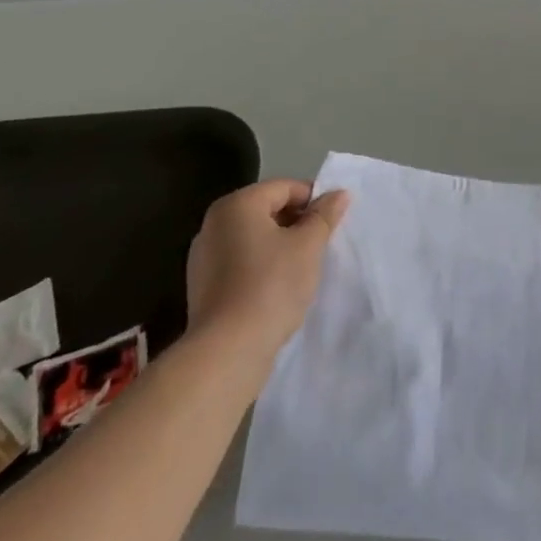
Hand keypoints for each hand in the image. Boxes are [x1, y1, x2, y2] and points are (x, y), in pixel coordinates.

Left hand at [185, 179, 349, 354]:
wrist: (227, 352)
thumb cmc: (271, 286)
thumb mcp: (308, 245)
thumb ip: (324, 215)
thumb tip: (338, 194)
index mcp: (237, 205)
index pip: (285, 188)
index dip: (314, 200)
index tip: (333, 222)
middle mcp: (214, 224)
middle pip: (267, 210)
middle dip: (297, 223)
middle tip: (321, 244)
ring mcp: (203, 257)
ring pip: (254, 238)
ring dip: (280, 246)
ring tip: (303, 268)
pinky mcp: (202, 287)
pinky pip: (240, 263)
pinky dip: (261, 267)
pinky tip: (279, 288)